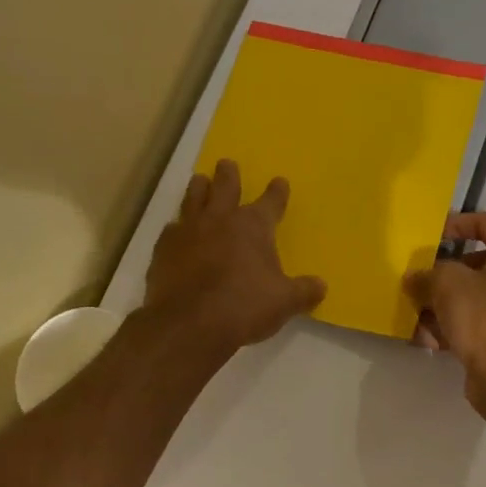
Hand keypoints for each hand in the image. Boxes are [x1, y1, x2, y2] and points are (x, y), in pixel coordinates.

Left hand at [143, 160, 326, 356]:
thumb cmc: (244, 307)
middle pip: (225, 187)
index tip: (279, 182)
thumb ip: (304, 291)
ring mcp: (188, 231)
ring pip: (193, 199)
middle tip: (226, 163)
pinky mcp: (164, 249)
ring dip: (198, 188)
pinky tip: (175, 230)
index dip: (277, 192)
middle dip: (228, 175)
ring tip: (199, 180)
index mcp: (253, 226)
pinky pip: (171, 229)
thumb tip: (321, 286)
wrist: (189, 323)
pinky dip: (176, 227)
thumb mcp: (284, 302)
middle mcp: (220, 219)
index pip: (270, 202)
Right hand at [403, 211, 485, 421]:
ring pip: (475, 298)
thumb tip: (415, 279)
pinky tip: (427, 340)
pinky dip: (454, 328)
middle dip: (444, 273)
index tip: (432, 235)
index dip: (458, 224)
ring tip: (415, 315)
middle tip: (419, 278)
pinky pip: (478, 325)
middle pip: (479, 264)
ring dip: (443, 304)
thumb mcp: (447, 283)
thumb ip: (428, 274)